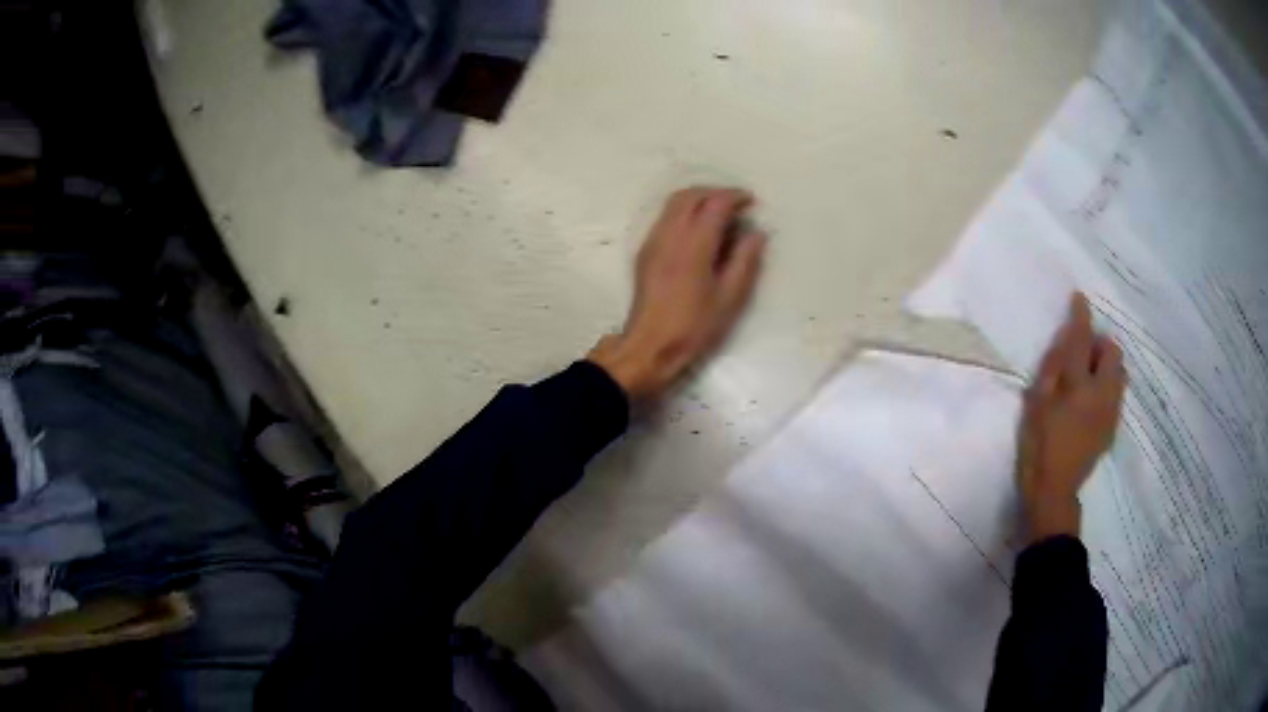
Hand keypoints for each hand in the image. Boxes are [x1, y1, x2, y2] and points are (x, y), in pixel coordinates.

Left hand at [589, 188, 765, 401]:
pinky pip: (665, 217)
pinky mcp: (645, 251)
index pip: (714, 204)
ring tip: (720, 213)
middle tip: (736, 203)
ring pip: (674, 203)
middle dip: (715, 192)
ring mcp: (653, 241)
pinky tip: (699, 230)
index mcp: (693, 245)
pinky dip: (685, 211)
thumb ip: (745, 261)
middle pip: (690, 195)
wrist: (649, 345)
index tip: (751, 201)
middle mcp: (670, 235)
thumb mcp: (729, 298)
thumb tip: (756, 233)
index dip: (734, 197)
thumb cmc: (693, 326)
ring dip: (698, 199)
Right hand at [1018, 292, 1126, 542]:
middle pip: (1112, 353)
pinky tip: (1091, 401)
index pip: (1082, 340)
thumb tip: (1064, 341)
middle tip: (1081, 353)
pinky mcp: (1113, 427)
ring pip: (1120, 373)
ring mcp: (1111, 411)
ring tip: (1088, 377)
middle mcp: (1102, 393)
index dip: (1081, 316)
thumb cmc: (1038, 447)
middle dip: (1099, 344)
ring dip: (1106, 365)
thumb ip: (1052, 369)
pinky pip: (1117, 393)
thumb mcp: (1036, 405)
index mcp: (1079, 386)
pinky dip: (1108, 385)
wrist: (1054, 492)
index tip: (1079, 299)